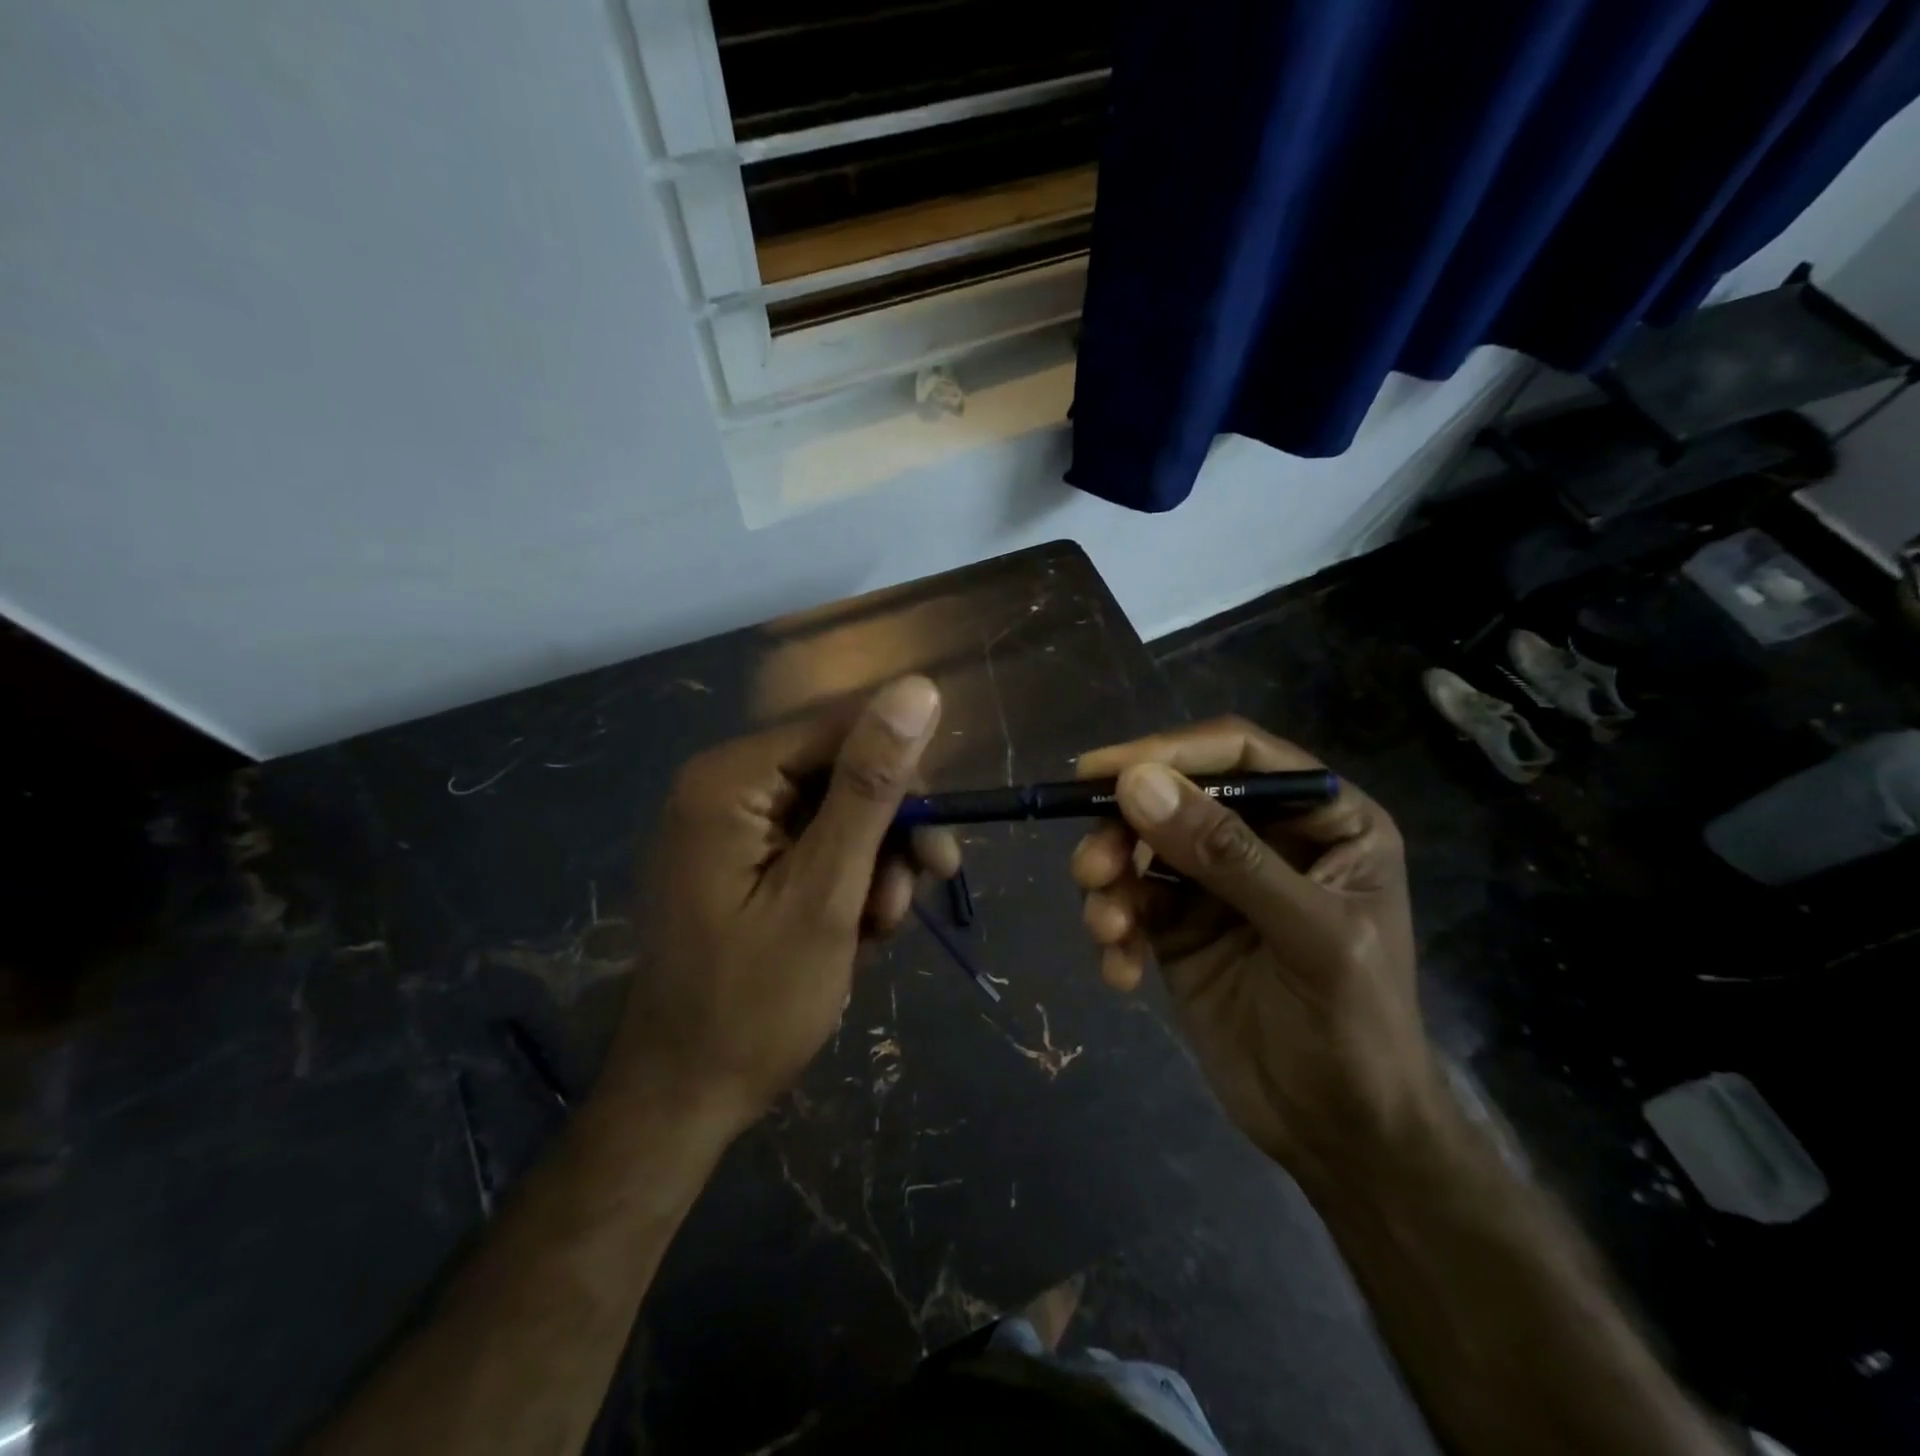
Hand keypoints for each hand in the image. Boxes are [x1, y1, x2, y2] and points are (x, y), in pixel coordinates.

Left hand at [606, 677, 957, 1133]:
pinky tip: (855, 932)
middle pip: (844, 772)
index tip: (936, 845)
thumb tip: (917, 689)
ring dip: (876, 867)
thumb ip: (870, 788)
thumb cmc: (755, 1002)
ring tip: (875, 930)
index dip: (901, 778)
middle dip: (888, 835)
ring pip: (842, 812)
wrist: (687, 1096)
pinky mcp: (747, 858)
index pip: (844, 730)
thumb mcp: (826, 892)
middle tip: (912, 895)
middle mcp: (727, 786)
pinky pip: (821, 845)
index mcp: (731, 779)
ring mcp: (734, 824)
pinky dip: (851, 883)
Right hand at [1071, 719, 1440, 1189]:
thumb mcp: (1308, 934)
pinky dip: (1115, 929)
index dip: (1167, 752)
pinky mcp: (1179, 926)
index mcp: (1322, 819)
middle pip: (1173, 799)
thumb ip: (1226, 855)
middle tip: (1091, 870)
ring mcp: (1216, 883)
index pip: (1237, 754)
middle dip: (1124, 831)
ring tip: (1107, 928)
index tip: (1098, 773)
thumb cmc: (1355, 1028)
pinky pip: (1131, 903)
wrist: (1340, 1137)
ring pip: (1140, 849)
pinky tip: (1122, 971)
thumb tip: (1137, 783)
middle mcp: (1265, 838)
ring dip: (1110, 882)